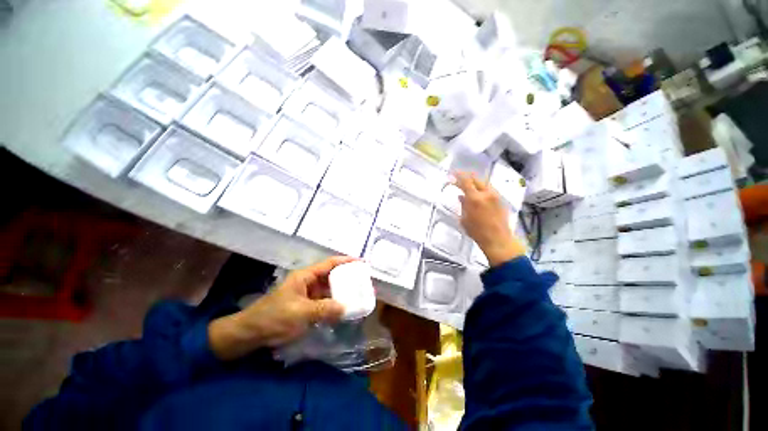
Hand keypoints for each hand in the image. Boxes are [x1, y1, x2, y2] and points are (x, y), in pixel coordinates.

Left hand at [208, 256, 354, 360]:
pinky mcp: (305, 308)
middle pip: (331, 276)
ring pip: (329, 291)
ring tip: (358, 296)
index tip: (362, 263)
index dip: (346, 261)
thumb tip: (346, 308)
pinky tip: (344, 311)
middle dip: (348, 278)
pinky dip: (334, 306)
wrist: (248, 336)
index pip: (329, 264)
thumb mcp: (300, 313)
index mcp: (305, 277)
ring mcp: (306, 296)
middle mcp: (308, 283)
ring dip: (342, 293)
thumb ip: (324, 309)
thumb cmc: (272, 319)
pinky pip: (324, 304)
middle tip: (364, 282)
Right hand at [454, 172, 525, 266]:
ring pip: (483, 183)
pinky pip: (489, 189)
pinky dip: (481, 188)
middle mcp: (486, 193)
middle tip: (459, 177)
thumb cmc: (477, 232)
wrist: (498, 239)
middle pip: (475, 179)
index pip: (465, 181)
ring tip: (468, 185)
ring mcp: (495, 196)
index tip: (452, 174)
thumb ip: (463, 205)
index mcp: (475, 198)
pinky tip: (477, 193)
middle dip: (466, 177)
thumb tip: (461, 196)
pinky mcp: (500, 200)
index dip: (458, 176)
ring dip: (474, 182)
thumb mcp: (465, 219)